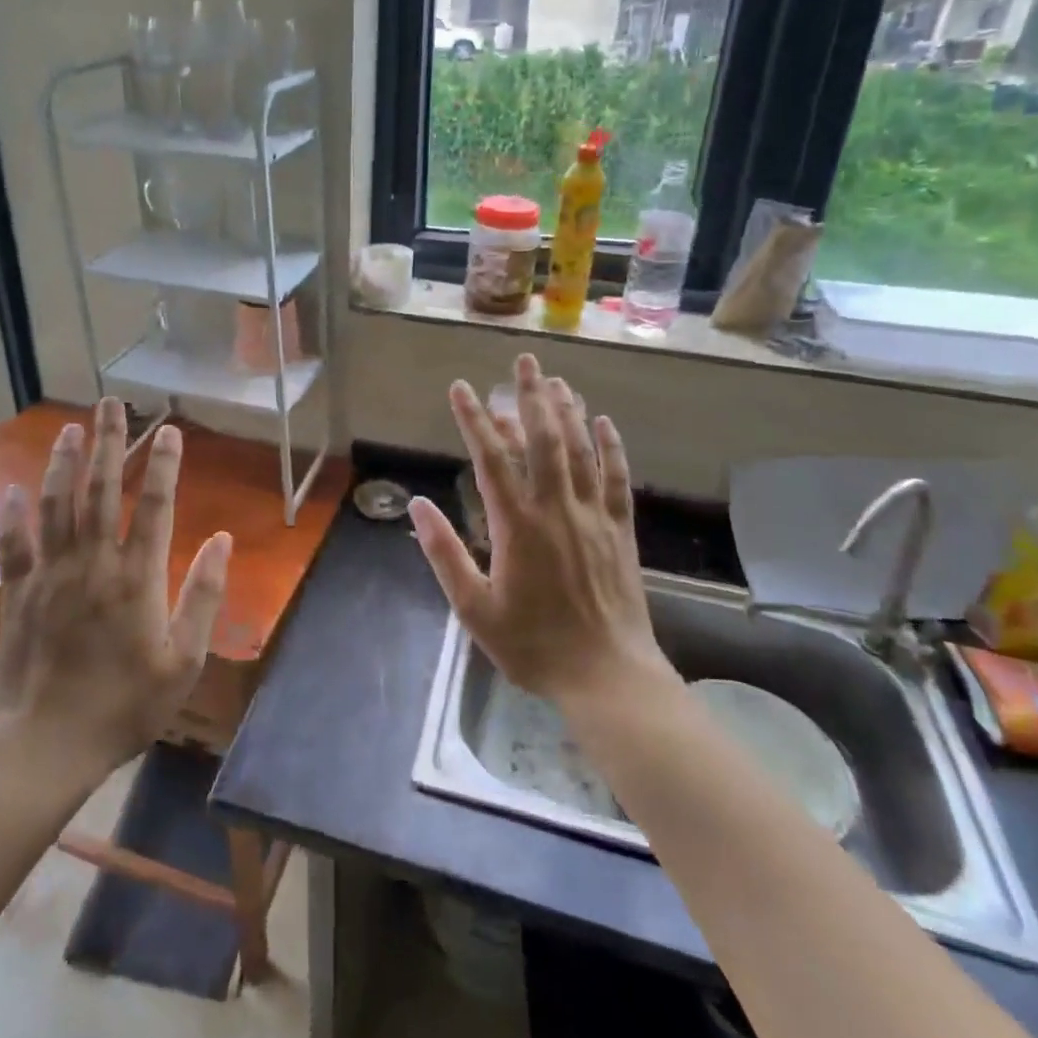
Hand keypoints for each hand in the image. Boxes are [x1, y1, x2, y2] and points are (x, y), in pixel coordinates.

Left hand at [0, 399, 230, 769]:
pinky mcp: (18, 593)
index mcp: (137, 578)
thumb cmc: (124, 705)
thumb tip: (223, 541)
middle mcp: (93, 563)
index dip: (165, 464)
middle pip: (103, 490)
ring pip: (57, 505)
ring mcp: (50, 575)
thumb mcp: (184, 661)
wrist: (46, 746)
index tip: (170, 430)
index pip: (155, 506)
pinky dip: (13, 515)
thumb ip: (204, 596)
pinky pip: (14, 544)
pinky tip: (15, 489)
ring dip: (65, 463)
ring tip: (73, 427)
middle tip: (113, 403)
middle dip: (111, 442)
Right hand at [408, 354, 673, 714]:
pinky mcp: (620, 530)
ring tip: (556, 380)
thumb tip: (417, 505)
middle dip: (531, 396)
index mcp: (516, 525)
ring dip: (568, 411)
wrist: (607, 677)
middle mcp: (556, 508)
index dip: (474, 419)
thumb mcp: (474, 609)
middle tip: (525, 361)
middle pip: (543, 439)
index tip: (460, 388)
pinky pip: (617, 478)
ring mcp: (593, 516)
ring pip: (580, 450)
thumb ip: (444, 554)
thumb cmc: (533, 645)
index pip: (490, 458)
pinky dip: (611, 447)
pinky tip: (604, 423)